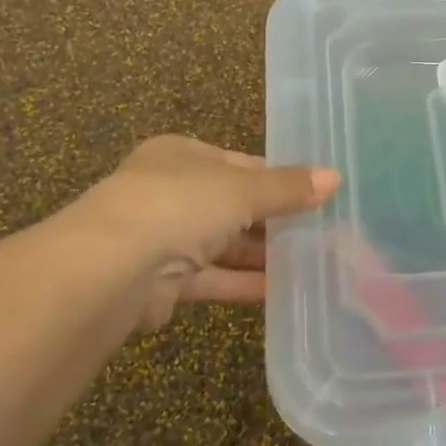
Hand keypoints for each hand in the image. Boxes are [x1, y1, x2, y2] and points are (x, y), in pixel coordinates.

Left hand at [62, 136, 338, 331]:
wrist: (110, 269)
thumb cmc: (179, 204)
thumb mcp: (242, 188)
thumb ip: (287, 187)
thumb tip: (335, 177)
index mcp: (180, 155)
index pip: (238, 163)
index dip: (275, 177)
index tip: (314, 194)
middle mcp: (168, 191)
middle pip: (230, 204)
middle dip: (271, 220)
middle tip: (320, 231)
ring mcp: (161, 238)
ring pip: (221, 244)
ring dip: (260, 255)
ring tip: (310, 262)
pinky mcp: (162, 282)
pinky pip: (212, 278)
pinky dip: (243, 283)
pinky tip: (281, 291)